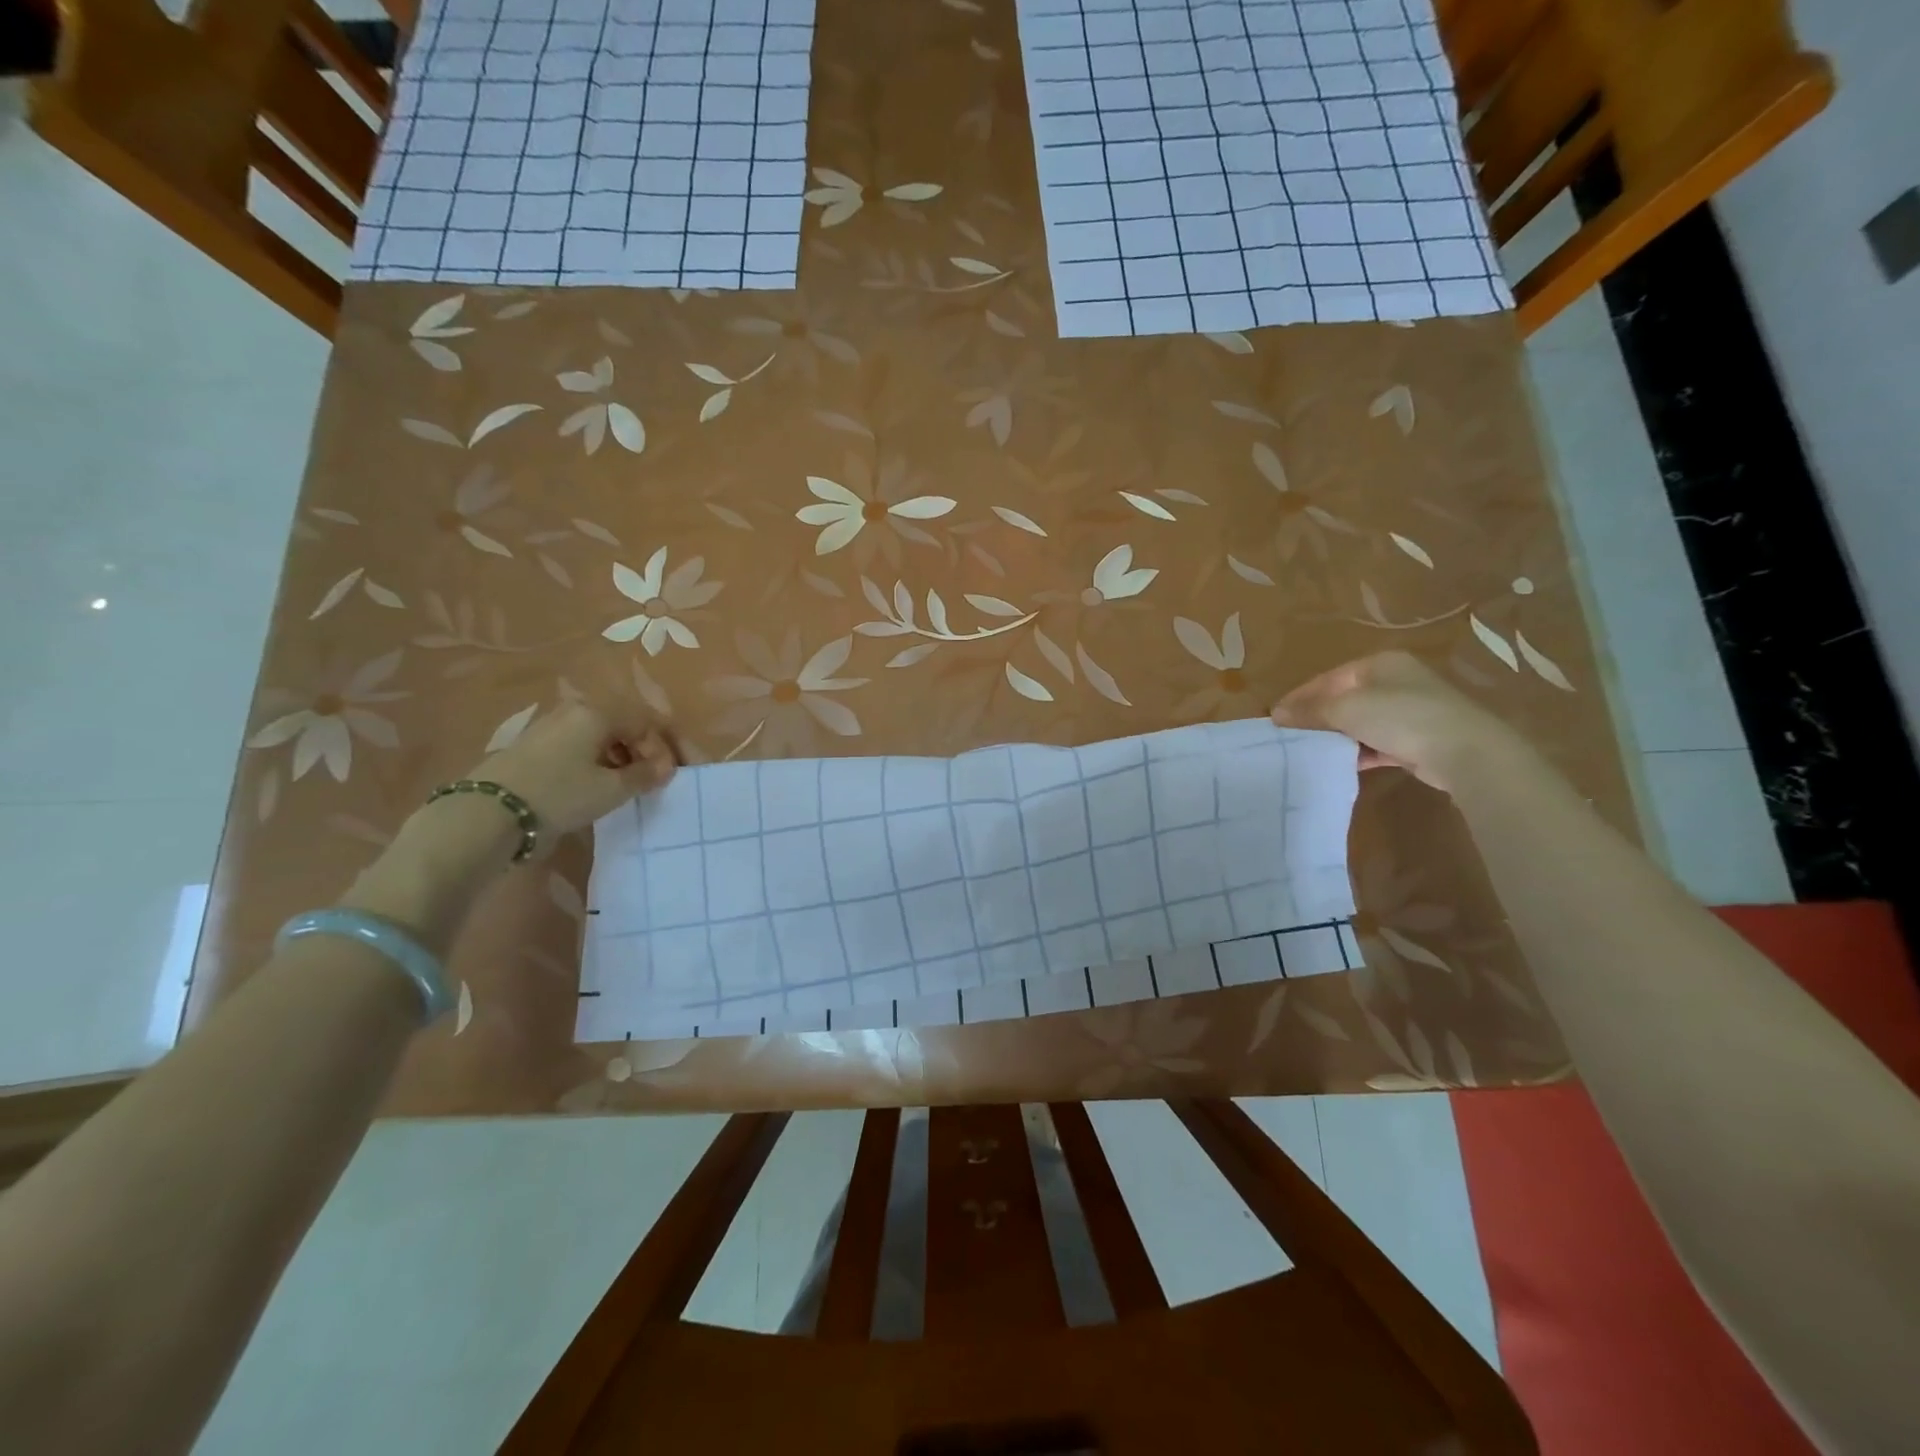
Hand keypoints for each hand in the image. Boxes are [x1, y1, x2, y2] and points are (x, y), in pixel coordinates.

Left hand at [467, 702, 678, 845]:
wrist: (489, 813)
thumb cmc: (561, 794)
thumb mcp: (611, 789)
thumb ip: (645, 775)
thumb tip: (665, 767)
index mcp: (597, 712)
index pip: (646, 722)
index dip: (664, 748)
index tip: (671, 776)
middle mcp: (574, 711)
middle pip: (622, 726)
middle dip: (642, 751)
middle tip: (651, 781)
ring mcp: (549, 727)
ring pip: (598, 737)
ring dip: (619, 758)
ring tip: (625, 787)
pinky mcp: (532, 747)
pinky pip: (577, 747)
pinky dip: (595, 762)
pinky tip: (594, 786)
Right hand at [1271, 651, 1531, 794]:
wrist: (1465, 751)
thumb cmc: (1401, 717)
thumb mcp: (1346, 709)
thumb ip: (1310, 711)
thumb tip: (1276, 714)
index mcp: (1379, 664)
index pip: (1328, 678)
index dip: (1299, 697)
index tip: (1274, 719)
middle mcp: (1395, 681)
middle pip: (1343, 699)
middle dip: (1316, 718)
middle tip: (1289, 737)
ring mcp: (1409, 710)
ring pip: (1359, 722)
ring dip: (1336, 737)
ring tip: (1309, 752)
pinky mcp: (1417, 739)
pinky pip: (1376, 743)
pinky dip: (1358, 751)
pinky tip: (1340, 764)